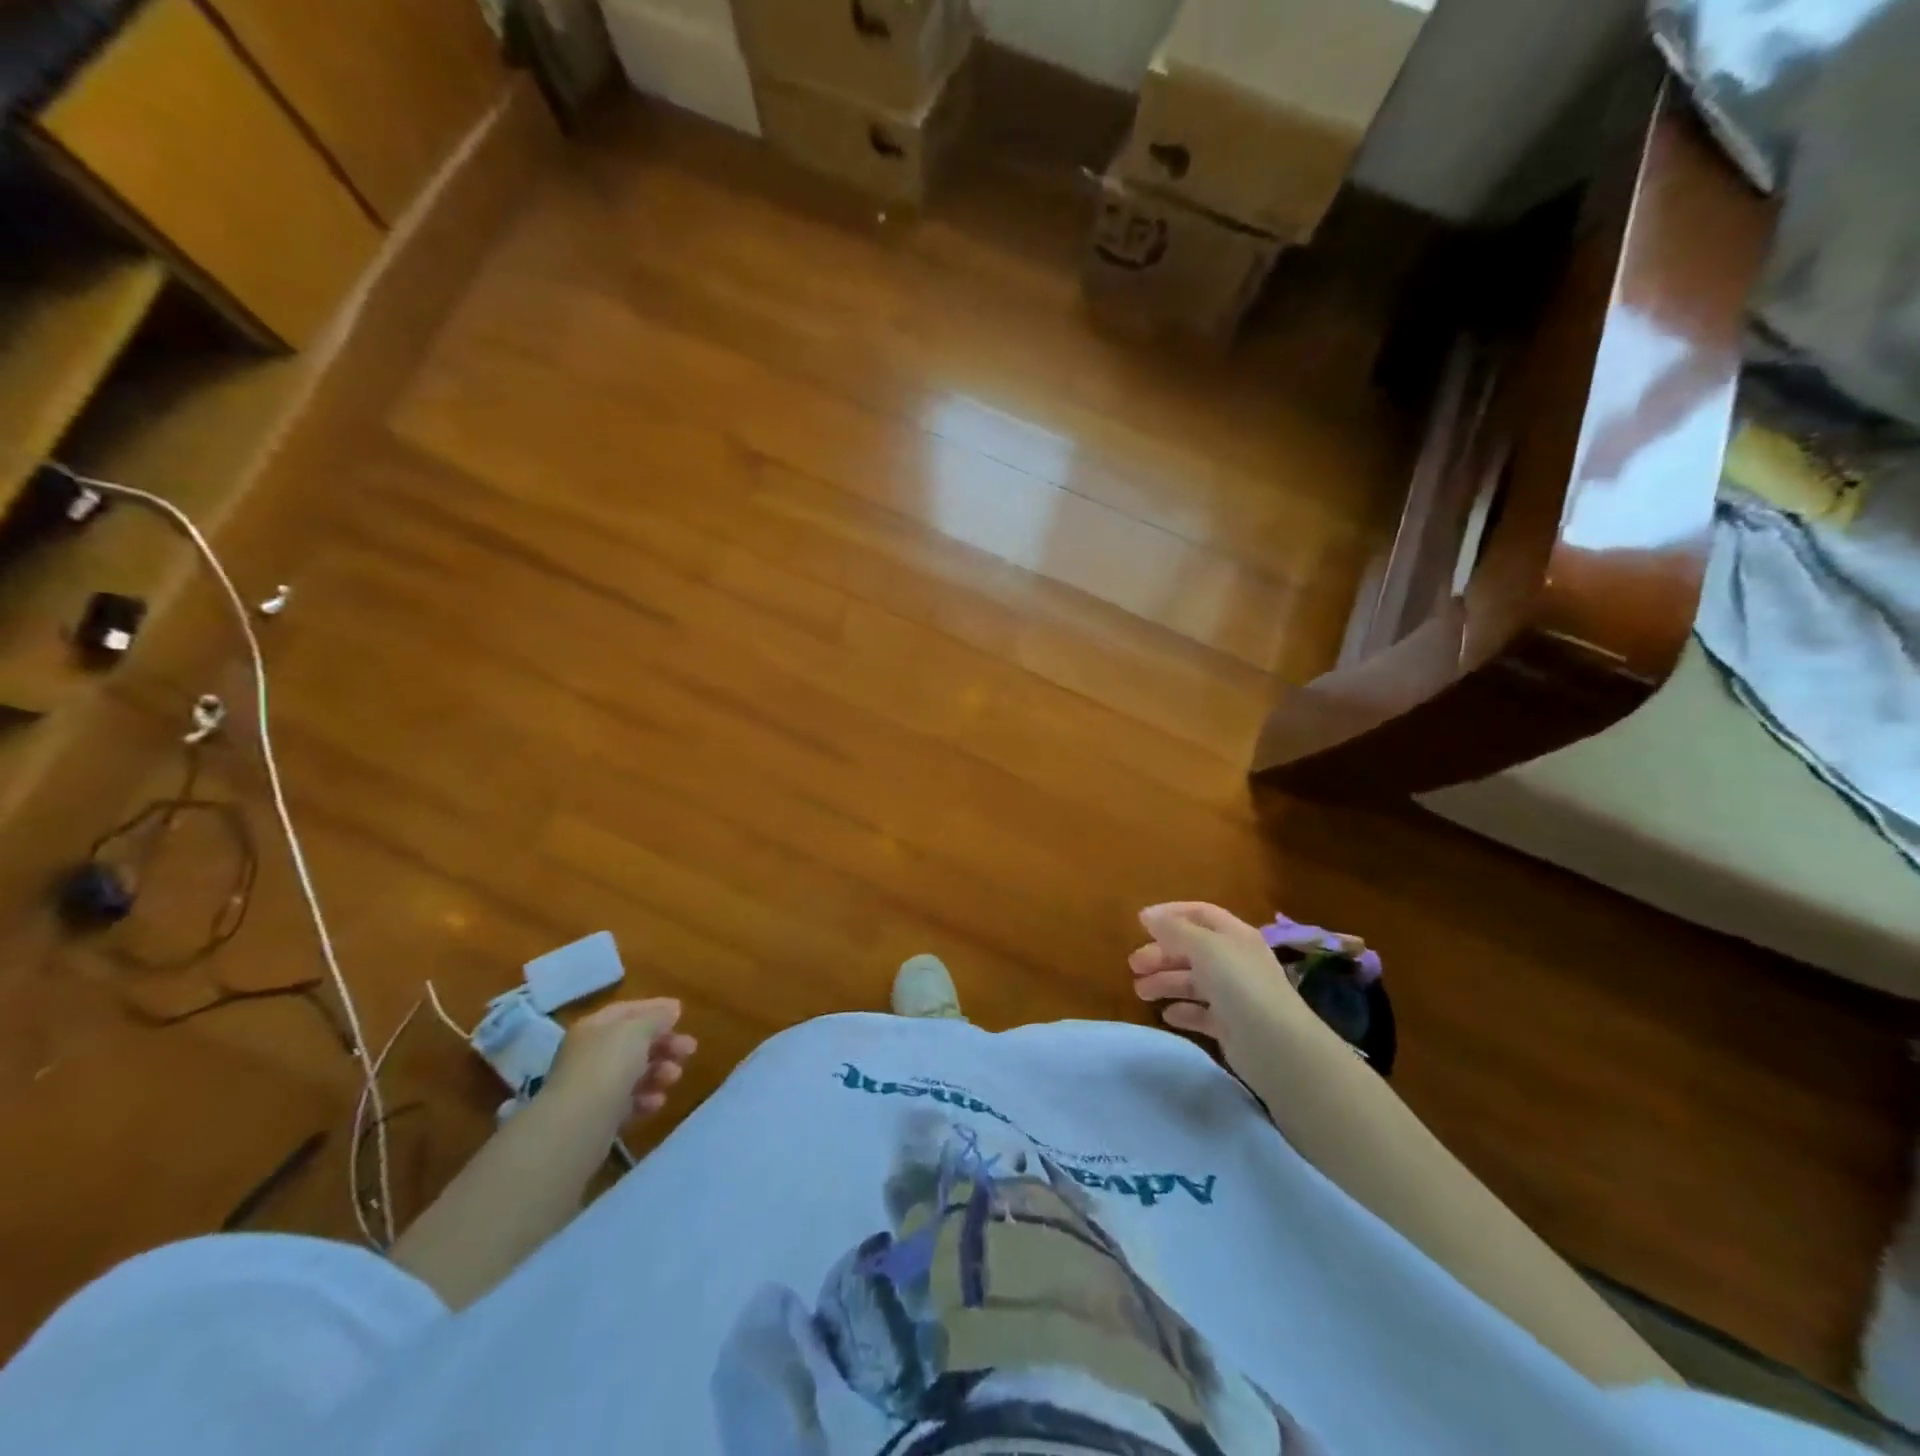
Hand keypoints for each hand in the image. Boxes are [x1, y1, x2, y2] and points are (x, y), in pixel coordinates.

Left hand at [547, 998, 697, 1130]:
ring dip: (659, 1072)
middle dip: (664, 1044)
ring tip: (674, 1077)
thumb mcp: (637, 1031)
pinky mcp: (598, 1116)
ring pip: (634, 1073)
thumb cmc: (608, 1066)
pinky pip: (628, 1101)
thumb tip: (672, 1009)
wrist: (576, 1126)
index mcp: (594, 1028)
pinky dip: (646, 1099)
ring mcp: (592, 1086)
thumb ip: (657, 1017)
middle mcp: (590, 1054)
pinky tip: (657, 1102)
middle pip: (633, 1043)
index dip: (655, 1009)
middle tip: (690, 1050)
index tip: (682, 1014)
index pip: (627, 1011)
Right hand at [1130, 903, 1321, 1077]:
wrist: (1277, 1046)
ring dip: (1165, 982)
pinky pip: (1201, 1013)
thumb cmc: (1239, 985)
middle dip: (1161, 954)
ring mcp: (1235, 995)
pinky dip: (1183, 1011)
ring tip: (1141, 992)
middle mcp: (1235, 961)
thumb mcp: (1204, 947)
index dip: (1171, 914)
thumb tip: (1147, 915)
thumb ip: (1174, 929)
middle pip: (1192, 950)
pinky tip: (1167, 1015)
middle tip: (1133, 965)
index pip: (1200, 914)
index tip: (1140, 923)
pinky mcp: (1231, 1026)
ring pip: (1193, 981)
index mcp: (1234, 935)